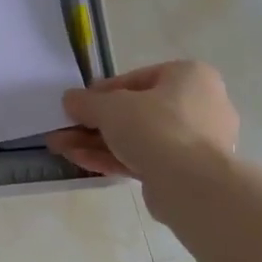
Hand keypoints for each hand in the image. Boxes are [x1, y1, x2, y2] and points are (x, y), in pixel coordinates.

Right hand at [45, 60, 238, 180]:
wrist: (193, 185)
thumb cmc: (155, 127)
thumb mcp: (110, 106)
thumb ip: (86, 101)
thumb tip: (70, 100)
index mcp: (190, 77)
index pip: (137, 79)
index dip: (101, 92)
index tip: (78, 104)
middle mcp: (199, 105)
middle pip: (135, 112)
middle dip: (94, 123)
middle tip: (65, 129)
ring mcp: (195, 142)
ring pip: (137, 138)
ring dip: (96, 143)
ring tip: (62, 147)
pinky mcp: (186, 172)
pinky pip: (145, 158)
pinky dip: (113, 158)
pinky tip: (80, 160)